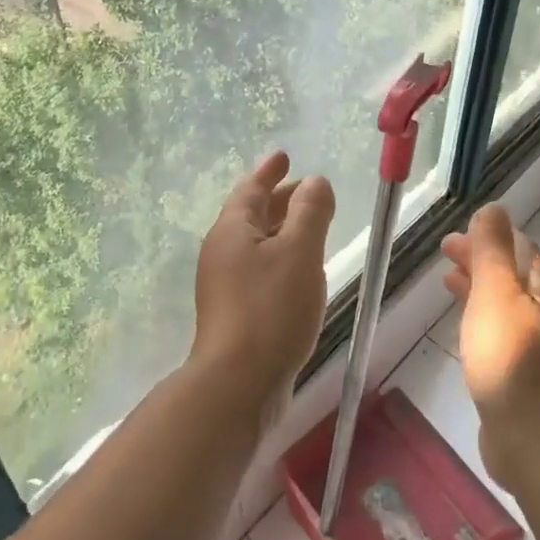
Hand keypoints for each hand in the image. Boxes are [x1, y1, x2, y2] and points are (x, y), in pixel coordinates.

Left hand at [192, 151, 335, 421]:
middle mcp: (222, 252)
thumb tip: (317, 181)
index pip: (251, 189)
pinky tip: (301, 272)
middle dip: (280, 199)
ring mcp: (225, 285)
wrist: (238, 384)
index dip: (270, 171)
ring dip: (282, 230)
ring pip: (257, 244)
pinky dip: (281, 259)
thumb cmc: (270, 309)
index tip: (284, 155)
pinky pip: (260, 270)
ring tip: (310, 226)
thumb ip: (311, 212)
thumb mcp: (299, 252)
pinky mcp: (236, 313)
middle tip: (307, 189)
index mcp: (232, 230)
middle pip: (252, 215)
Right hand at [442, 204, 539, 491]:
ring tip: (447, 282)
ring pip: (503, 307)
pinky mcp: (519, 381)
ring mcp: (533, 352)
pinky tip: (462, 333)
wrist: (534, 441)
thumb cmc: (511, 360)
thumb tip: (494, 208)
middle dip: (482, 260)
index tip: (460, 230)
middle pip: (512, 278)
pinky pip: (496, 336)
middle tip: (445, 251)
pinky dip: (477, 321)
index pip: (523, 252)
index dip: (494, 236)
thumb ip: (492, 252)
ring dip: (478, 289)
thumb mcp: (497, 295)